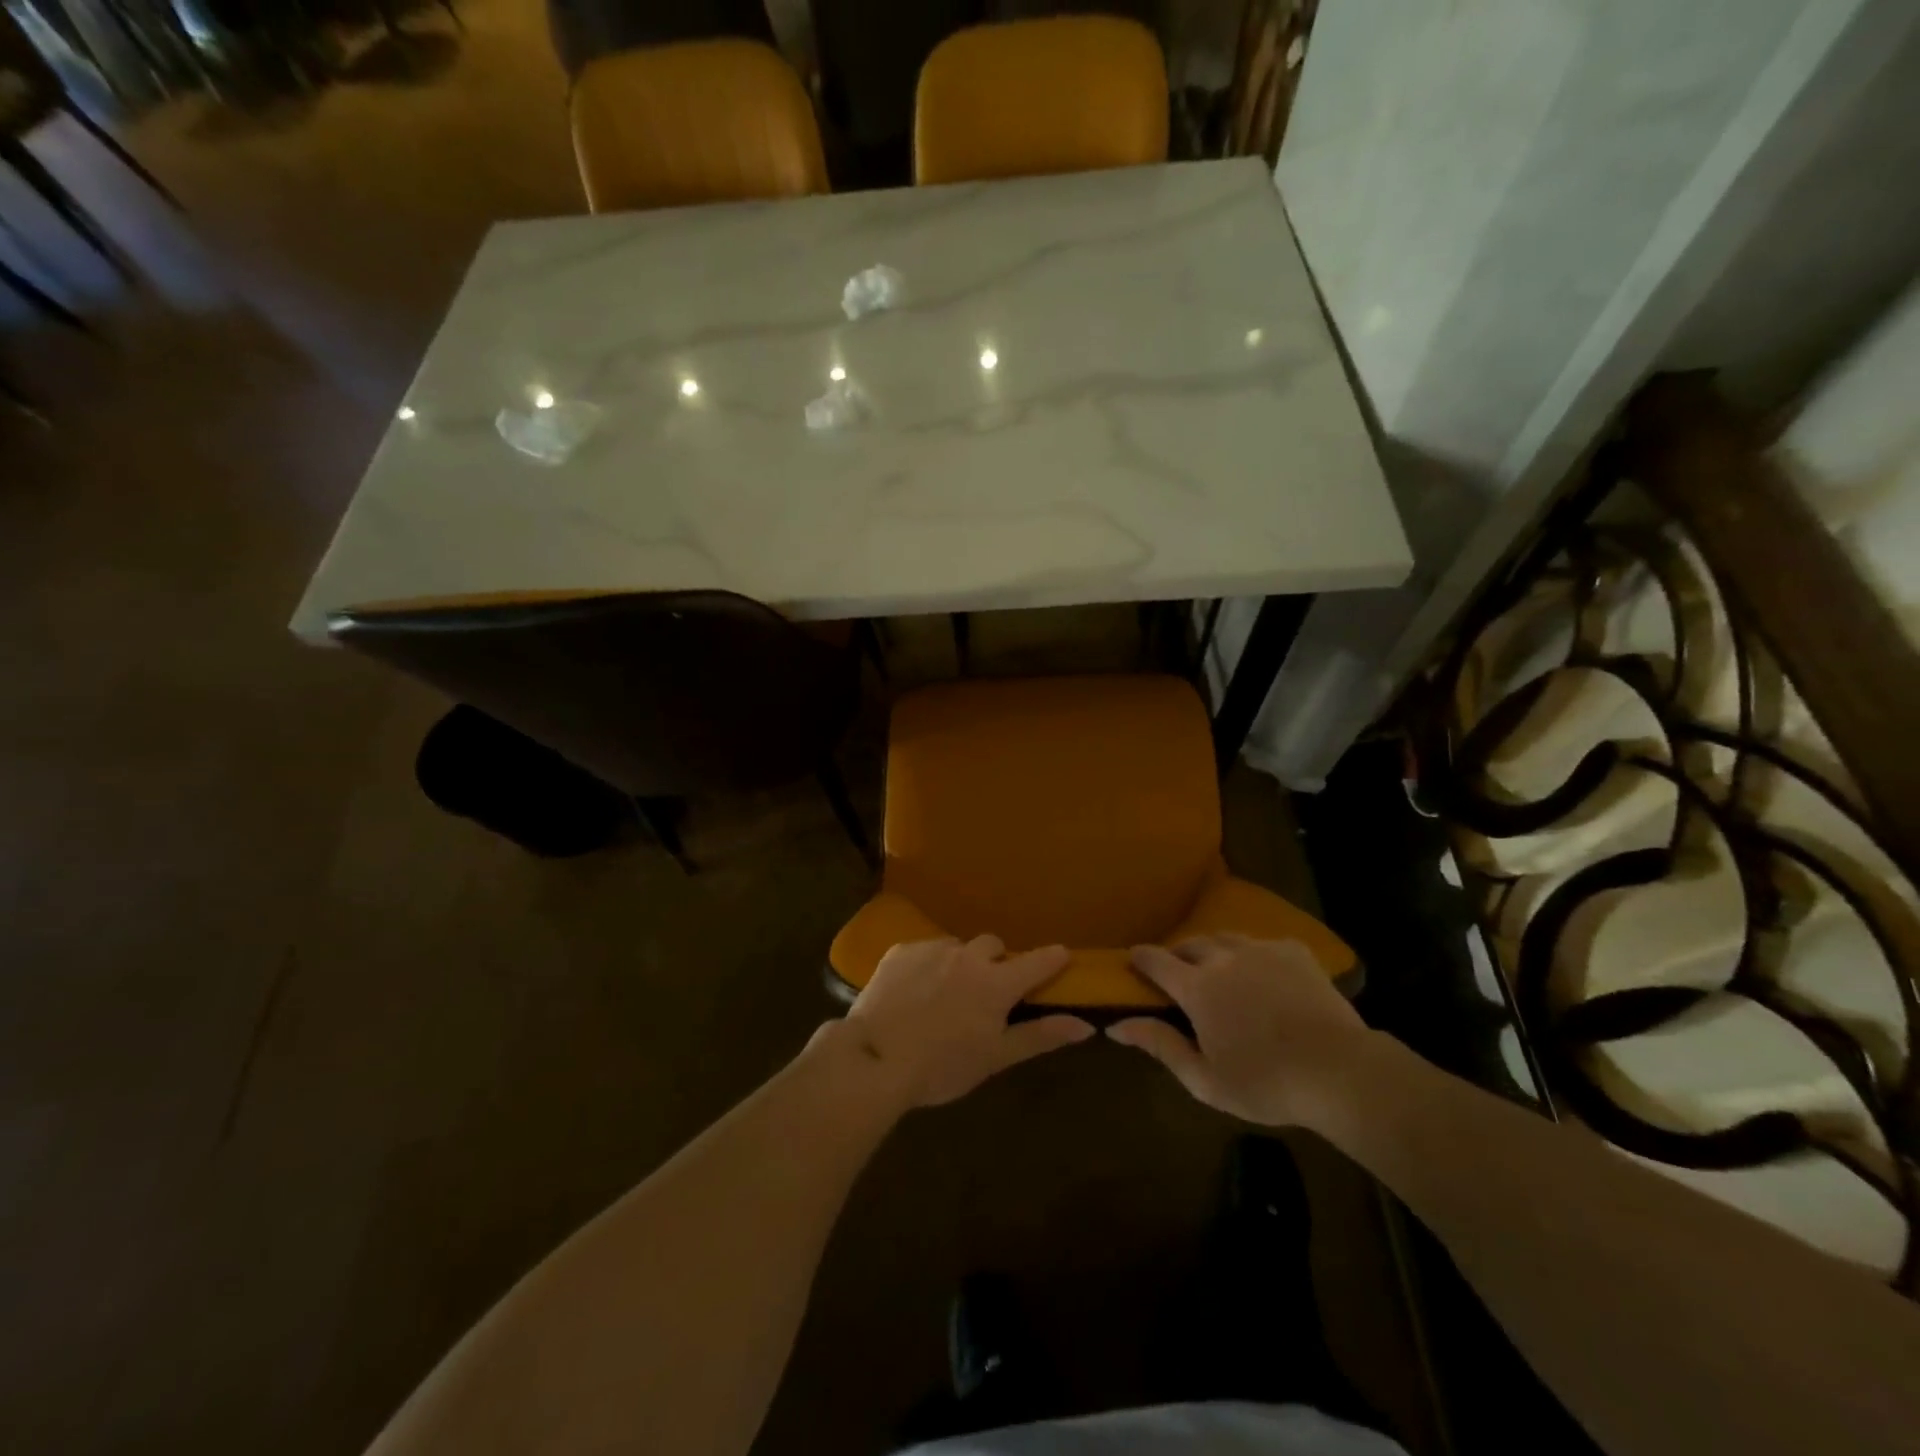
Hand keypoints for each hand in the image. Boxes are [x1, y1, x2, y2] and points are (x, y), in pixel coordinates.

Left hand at [841, 937, 1093, 1108]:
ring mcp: (932, 949)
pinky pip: (924, 950)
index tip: (1061, 957)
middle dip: (996, 962)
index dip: (1053, 958)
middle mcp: (968, 956)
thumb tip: (1086, 1026)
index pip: (1037, 961)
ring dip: (959, 963)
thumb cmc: (942, 1066)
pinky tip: (913, 993)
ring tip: (943, 995)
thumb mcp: (996, 1057)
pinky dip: (927, 966)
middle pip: (993, 946)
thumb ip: (1040, 1036)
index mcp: (996, 983)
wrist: (875, 1058)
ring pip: (957, 947)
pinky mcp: (901, 950)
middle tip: (986, 991)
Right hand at [1107, 935, 1372, 1127]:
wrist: (1340, 1071)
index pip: (1157, 961)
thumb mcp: (1204, 1079)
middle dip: (1177, 953)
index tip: (1133, 958)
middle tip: (1176, 970)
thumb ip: (1160, 1045)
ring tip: (1216, 966)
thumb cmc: (1266, 1083)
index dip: (1141, 958)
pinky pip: (1263, 944)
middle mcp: (1224, 958)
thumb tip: (1115, 1027)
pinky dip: (1253, 954)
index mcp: (1198, 988)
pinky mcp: (1294, 951)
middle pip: (1191, 944)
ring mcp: (1261, 950)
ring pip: (1226, 938)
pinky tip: (1261, 971)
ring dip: (1213, 950)